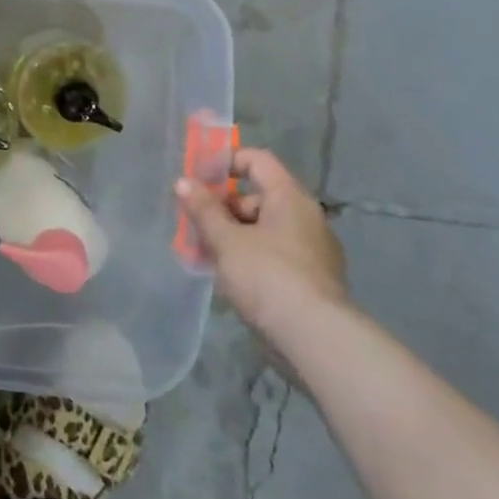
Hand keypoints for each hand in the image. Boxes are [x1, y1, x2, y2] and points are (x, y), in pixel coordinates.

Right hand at [176, 148, 349, 344]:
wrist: (315, 338)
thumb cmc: (267, 276)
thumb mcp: (225, 240)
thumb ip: (203, 209)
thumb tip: (183, 181)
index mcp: (290, 198)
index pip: (257, 160)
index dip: (225, 162)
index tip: (197, 179)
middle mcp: (307, 217)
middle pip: (258, 196)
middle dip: (222, 207)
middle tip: (194, 224)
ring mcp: (313, 250)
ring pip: (264, 228)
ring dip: (232, 234)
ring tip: (203, 253)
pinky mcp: (312, 278)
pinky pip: (274, 253)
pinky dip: (249, 256)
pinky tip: (228, 275)